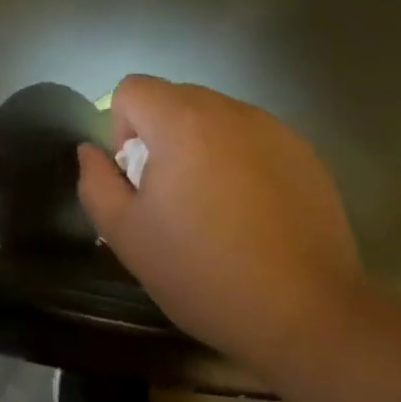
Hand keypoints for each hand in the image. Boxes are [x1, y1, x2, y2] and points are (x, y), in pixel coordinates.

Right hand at [77, 77, 365, 378]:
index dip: (121, 128)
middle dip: (161, 137)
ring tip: (215, 208)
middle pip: (175, 99)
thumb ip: (97, 184)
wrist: (308, 313)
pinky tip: (254, 214)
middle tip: (173, 198)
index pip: (132, 88)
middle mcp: (228, 109)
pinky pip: (253, 138)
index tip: (138, 179)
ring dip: (202, 146)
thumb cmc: (206, 274)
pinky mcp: (303, 152)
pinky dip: (241, 160)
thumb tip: (91, 150)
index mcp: (182, 121)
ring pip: (216, 118)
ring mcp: (272, 127)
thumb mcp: (128, 238)